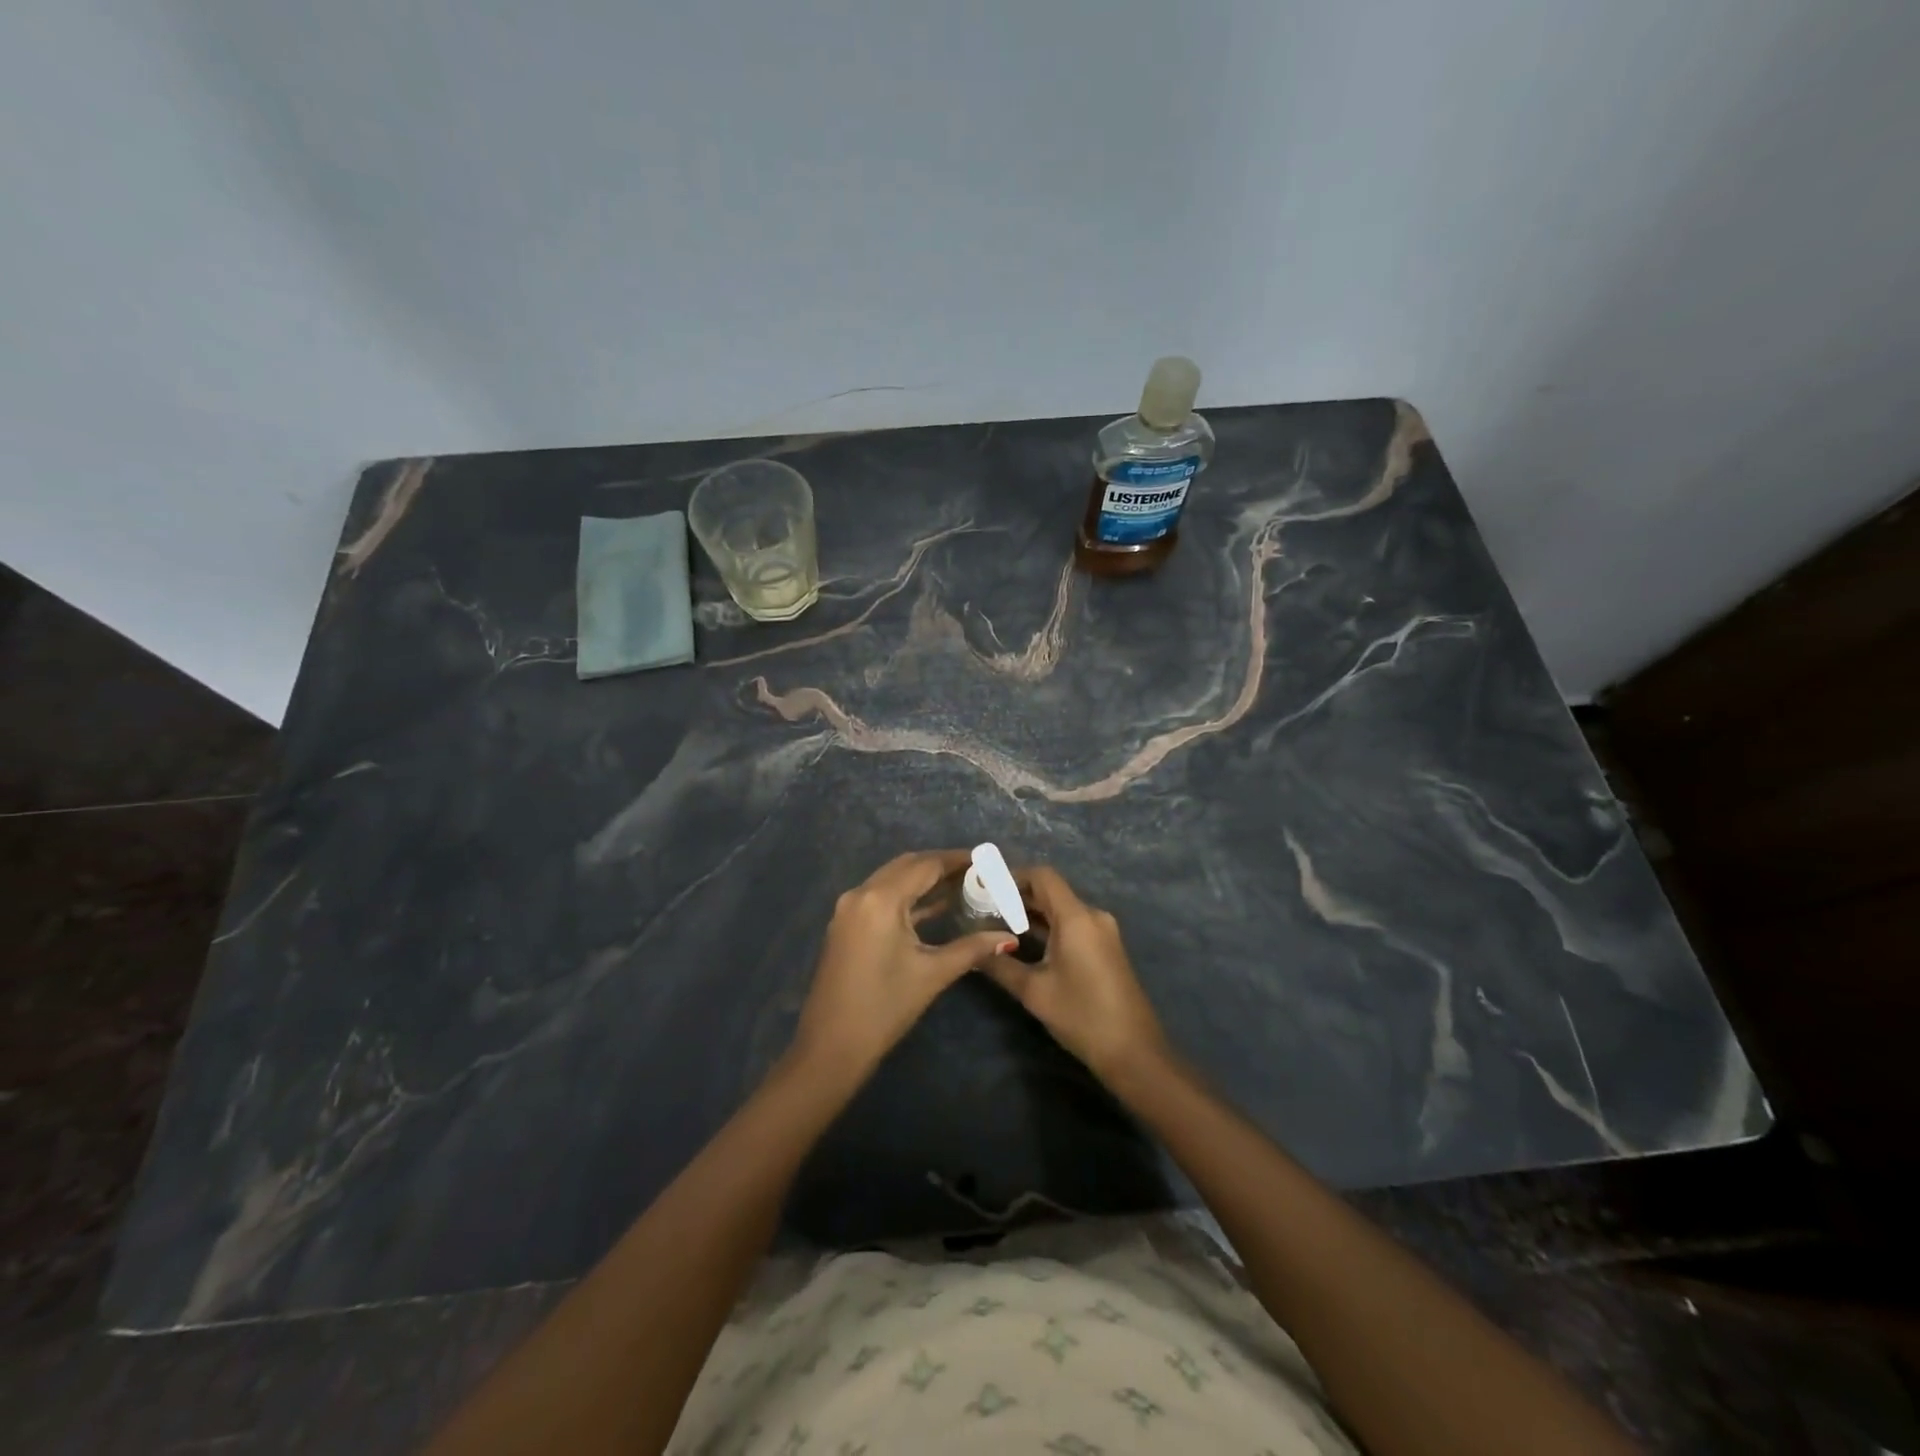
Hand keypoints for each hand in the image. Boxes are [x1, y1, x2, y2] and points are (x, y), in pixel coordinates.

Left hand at [791, 851, 1016, 1083]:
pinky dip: (907, 896)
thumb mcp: (932, 974)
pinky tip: (933, 907)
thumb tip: (1008, 938)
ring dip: (923, 879)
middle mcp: (860, 893)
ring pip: (892, 879)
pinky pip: (881, 897)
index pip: (926, 865)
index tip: (987, 859)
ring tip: (962, 885)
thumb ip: (972, 948)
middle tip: (978, 872)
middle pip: (907, 866)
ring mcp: (848, 909)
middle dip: (942, 865)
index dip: (958, 859)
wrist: (830, 1048)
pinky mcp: (845, 925)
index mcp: (880, 899)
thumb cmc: (884, 1008)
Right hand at [982, 865, 1169, 1081]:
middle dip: (1017, 896)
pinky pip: (1072, 925)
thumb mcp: (1034, 991)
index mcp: (1077, 917)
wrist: (1134, 1053)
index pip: (1042, 876)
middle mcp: (1092, 916)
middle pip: (1051, 891)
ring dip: (1031, 913)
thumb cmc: (1082, 1016)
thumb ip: (1000, 965)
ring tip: (995, 924)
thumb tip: (971, 951)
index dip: (1012, 876)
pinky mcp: (1105, 948)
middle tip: (982, 907)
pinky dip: (1047, 927)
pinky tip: (1023, 943)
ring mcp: (1102, 932)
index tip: (985, 887)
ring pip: (1061, 909)